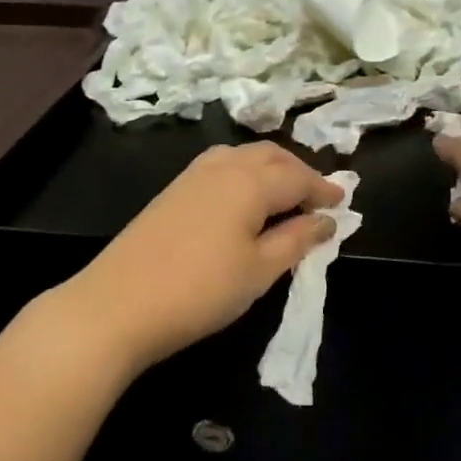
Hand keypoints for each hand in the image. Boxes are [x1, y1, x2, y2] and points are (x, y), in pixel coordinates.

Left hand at [57, 143, 343, 373]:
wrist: (117, 304)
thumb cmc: (200, 290)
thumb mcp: (259, 271)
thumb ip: (296, 240)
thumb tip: (327, 221)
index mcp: (250, 181)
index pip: (297, 176)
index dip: (323, 189)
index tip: (343, 203)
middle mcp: (223, 166)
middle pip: (270, 156)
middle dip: (298, 171)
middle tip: (317, 197)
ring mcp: (192, 176)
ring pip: (243, 156)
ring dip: (270, 168)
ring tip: (285, 195)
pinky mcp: (172, 191)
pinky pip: (221, 167)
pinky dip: (244, 174)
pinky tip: (244, 200)